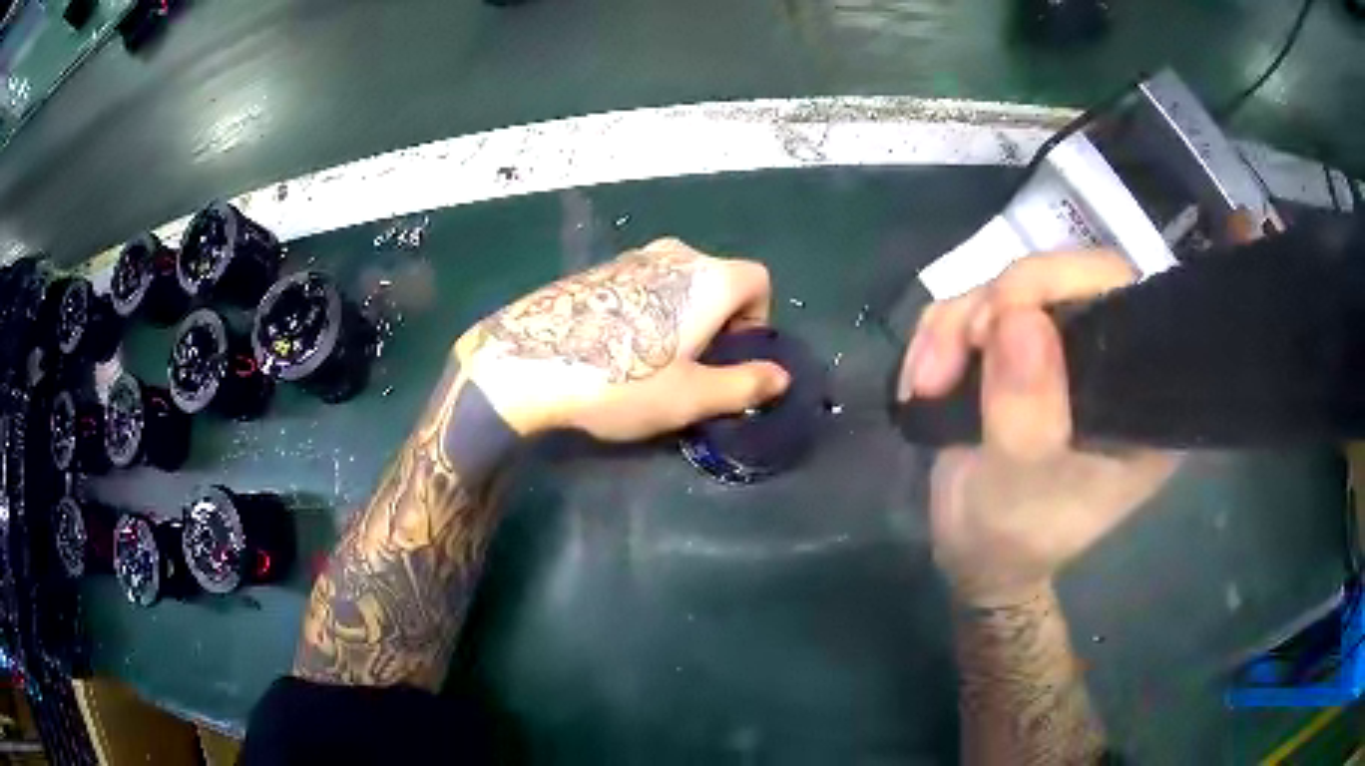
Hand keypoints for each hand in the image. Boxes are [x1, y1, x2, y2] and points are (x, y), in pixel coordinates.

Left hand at [455, 238, 789, 439]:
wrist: (525, 363)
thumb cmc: (621, 381)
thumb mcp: (691, 397)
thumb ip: (744, 384)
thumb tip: (780, 377)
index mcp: (708, 278)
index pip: (759, 281)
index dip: (755, 320)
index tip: (729, 356)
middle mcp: (675, 254)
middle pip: (718, 280)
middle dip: (719, 320)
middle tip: (692, 366)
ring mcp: (630, 256)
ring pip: (678, 282)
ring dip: (681, 316)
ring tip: (651, 360)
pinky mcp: (596, 269)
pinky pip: (642, 283)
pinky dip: (647, 309)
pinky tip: (615, 346)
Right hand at [898, 251, 1178, 605]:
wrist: (973, 555)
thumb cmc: (1012, 537)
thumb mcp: (1019, 487)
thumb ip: (1027, 412)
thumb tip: (1019, 317)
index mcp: (1137, 394)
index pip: (1121, 296)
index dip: (1065, 283)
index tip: (1002, 318)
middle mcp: (1108, 360)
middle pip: (1058, 280)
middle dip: (993, 308)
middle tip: (952, 356)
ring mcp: (1061, 350)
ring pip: (1007, 290)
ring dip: (954, 328)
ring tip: (927, 384)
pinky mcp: (1020, 349)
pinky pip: (975, 307)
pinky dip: (940, 336)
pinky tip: (924, 382)